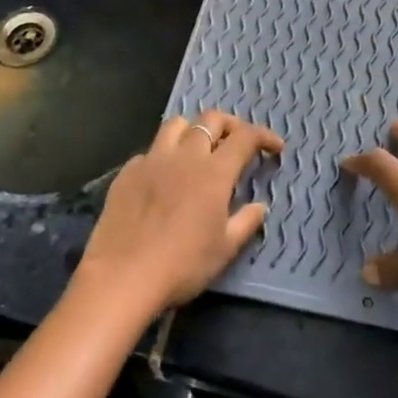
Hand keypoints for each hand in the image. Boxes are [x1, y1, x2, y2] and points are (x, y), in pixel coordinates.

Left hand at [75, 110, 283, 318]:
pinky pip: (150, 150)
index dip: (263, 136)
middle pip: (210, 119)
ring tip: (199, 148)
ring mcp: (152, 161)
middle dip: (230, 125)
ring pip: (176, 124)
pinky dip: (164, 155)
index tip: (275, 148)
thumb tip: (259, 206)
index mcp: (214, 172)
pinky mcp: (127, 173)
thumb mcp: (225, 249)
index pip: (245, 137)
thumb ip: (246, 222)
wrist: (122, 277)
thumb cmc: (182, 266)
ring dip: (194, 129)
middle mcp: (184, 156)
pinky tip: (164, 177)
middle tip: (237, 143)